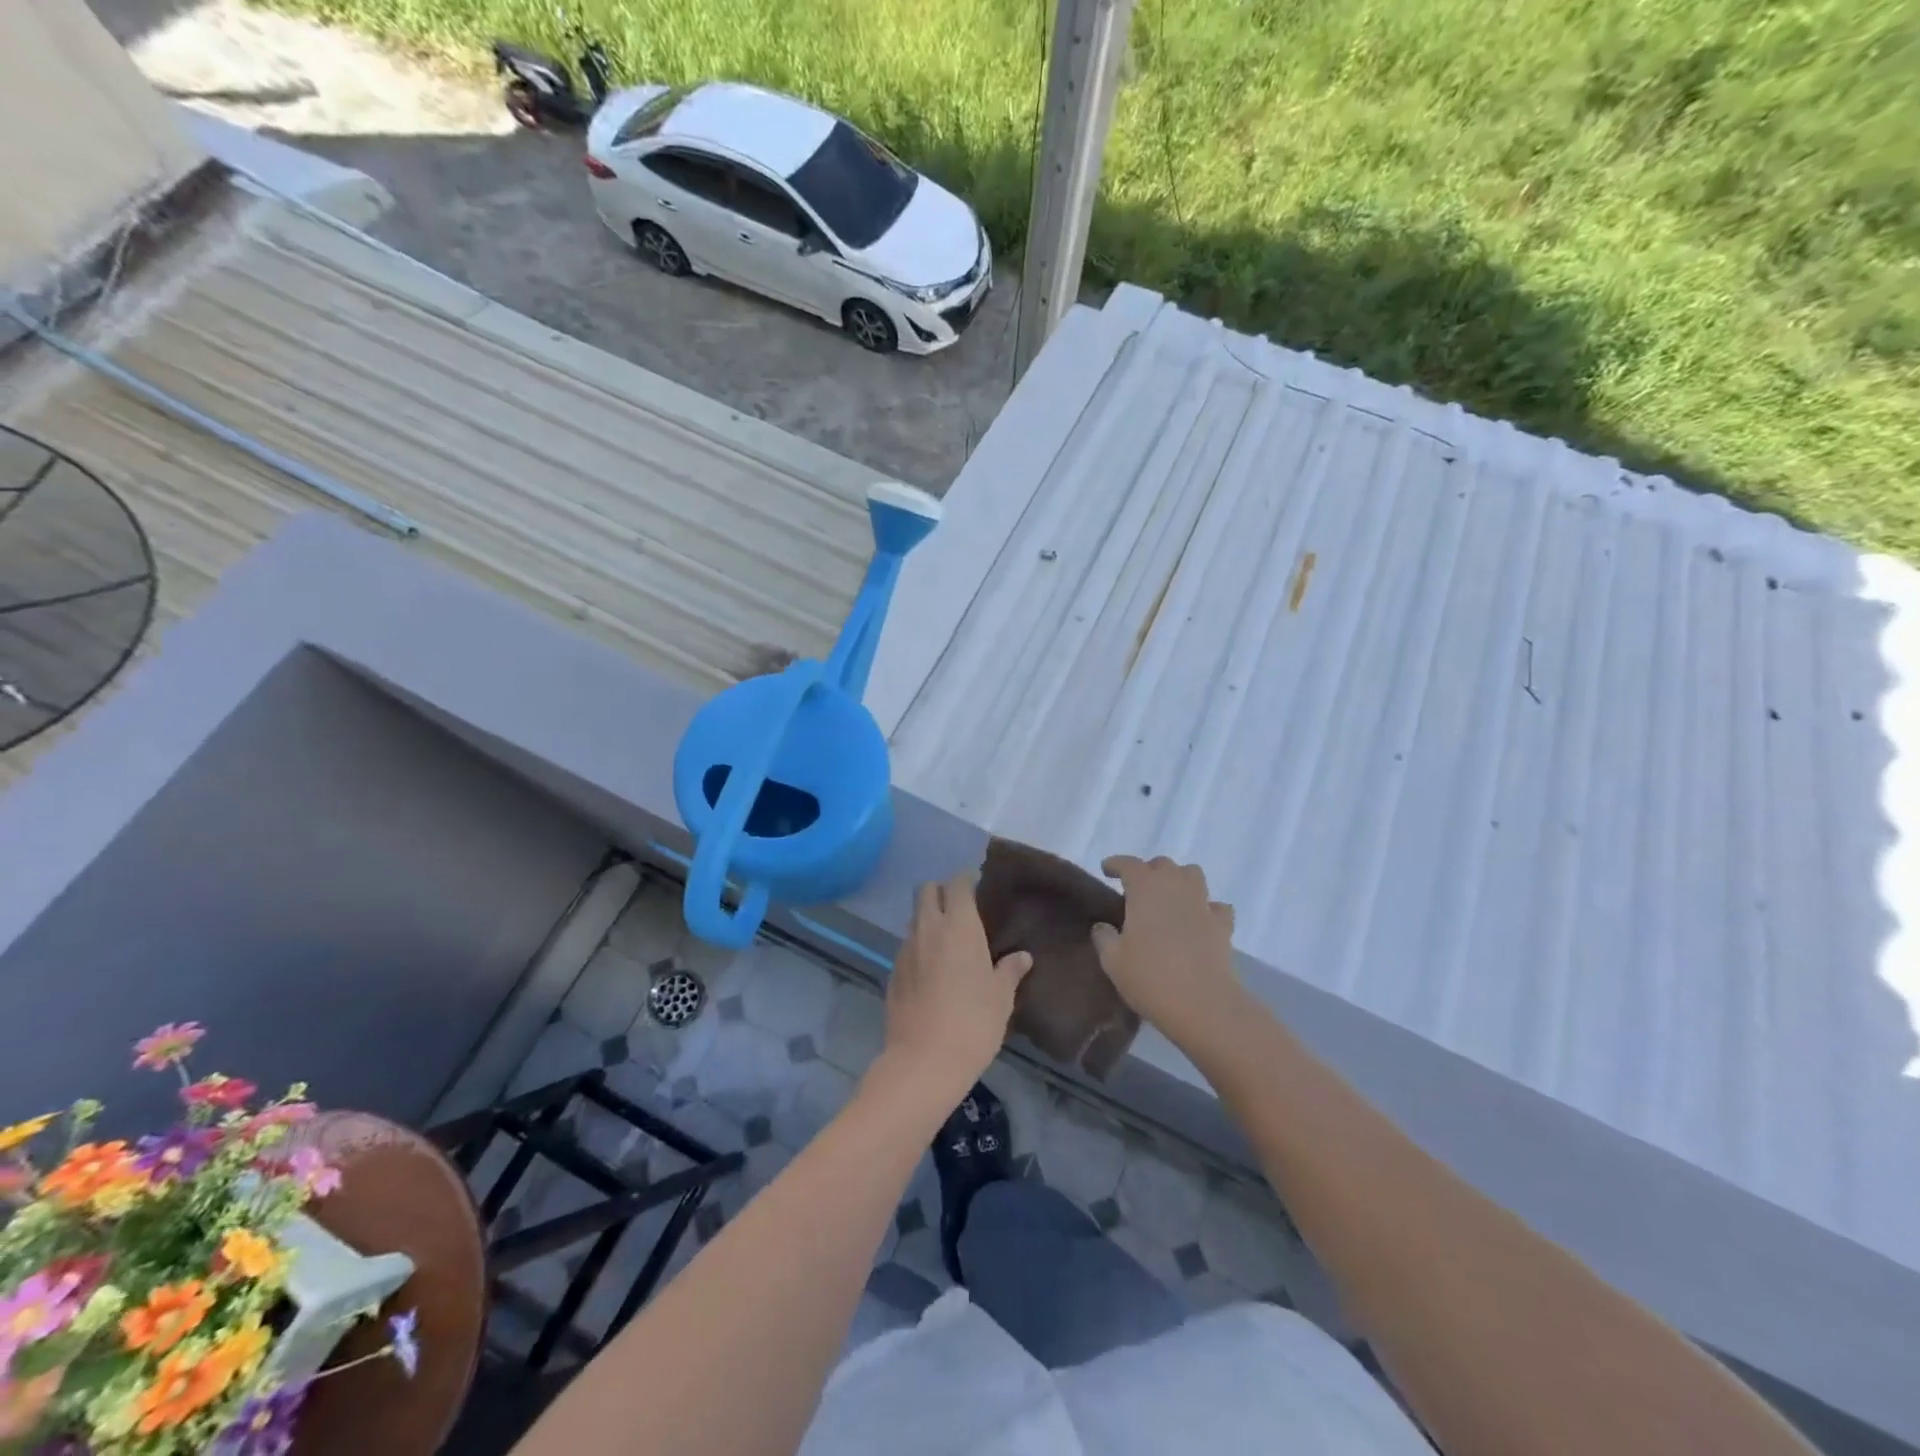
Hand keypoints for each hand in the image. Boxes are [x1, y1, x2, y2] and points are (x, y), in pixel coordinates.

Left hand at [879, 873, 1031, 1099]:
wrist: (925, 1060)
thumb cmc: (974, 1022)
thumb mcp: (1002, 997)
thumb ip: (1009, 971)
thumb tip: (1022, 956)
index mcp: (959, 925)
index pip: (957, 884)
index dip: (966, 881)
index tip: (977, 888)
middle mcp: (928, 928)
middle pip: (926, 891)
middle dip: (940, 892)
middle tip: (959, 911)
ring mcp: (905, 949)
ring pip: (913, 919)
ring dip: (927, 921)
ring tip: (946, 942)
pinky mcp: (891, 972)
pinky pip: (906, 948)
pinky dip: (917, 949)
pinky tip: (930, 972)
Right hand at [1092, 855, 1244, 1052]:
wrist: (1202, 1004)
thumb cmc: (1150, 977)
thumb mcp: (1113, 960)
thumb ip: (1104, 937)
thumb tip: (1103, 926)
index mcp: (1145, 889)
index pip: (1129, 864)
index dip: (1116, 864)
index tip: (1107, 870)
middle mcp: (1175, 887)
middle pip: (1163, 865)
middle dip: (1149, 871)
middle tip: (1137, 890)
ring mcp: (1202, 904)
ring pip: (1193, 875)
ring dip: (1179, 880)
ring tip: (1169, 899)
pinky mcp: (1223, 925)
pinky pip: (1215, 906)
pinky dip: (1206, 909)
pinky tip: (1199, 922)